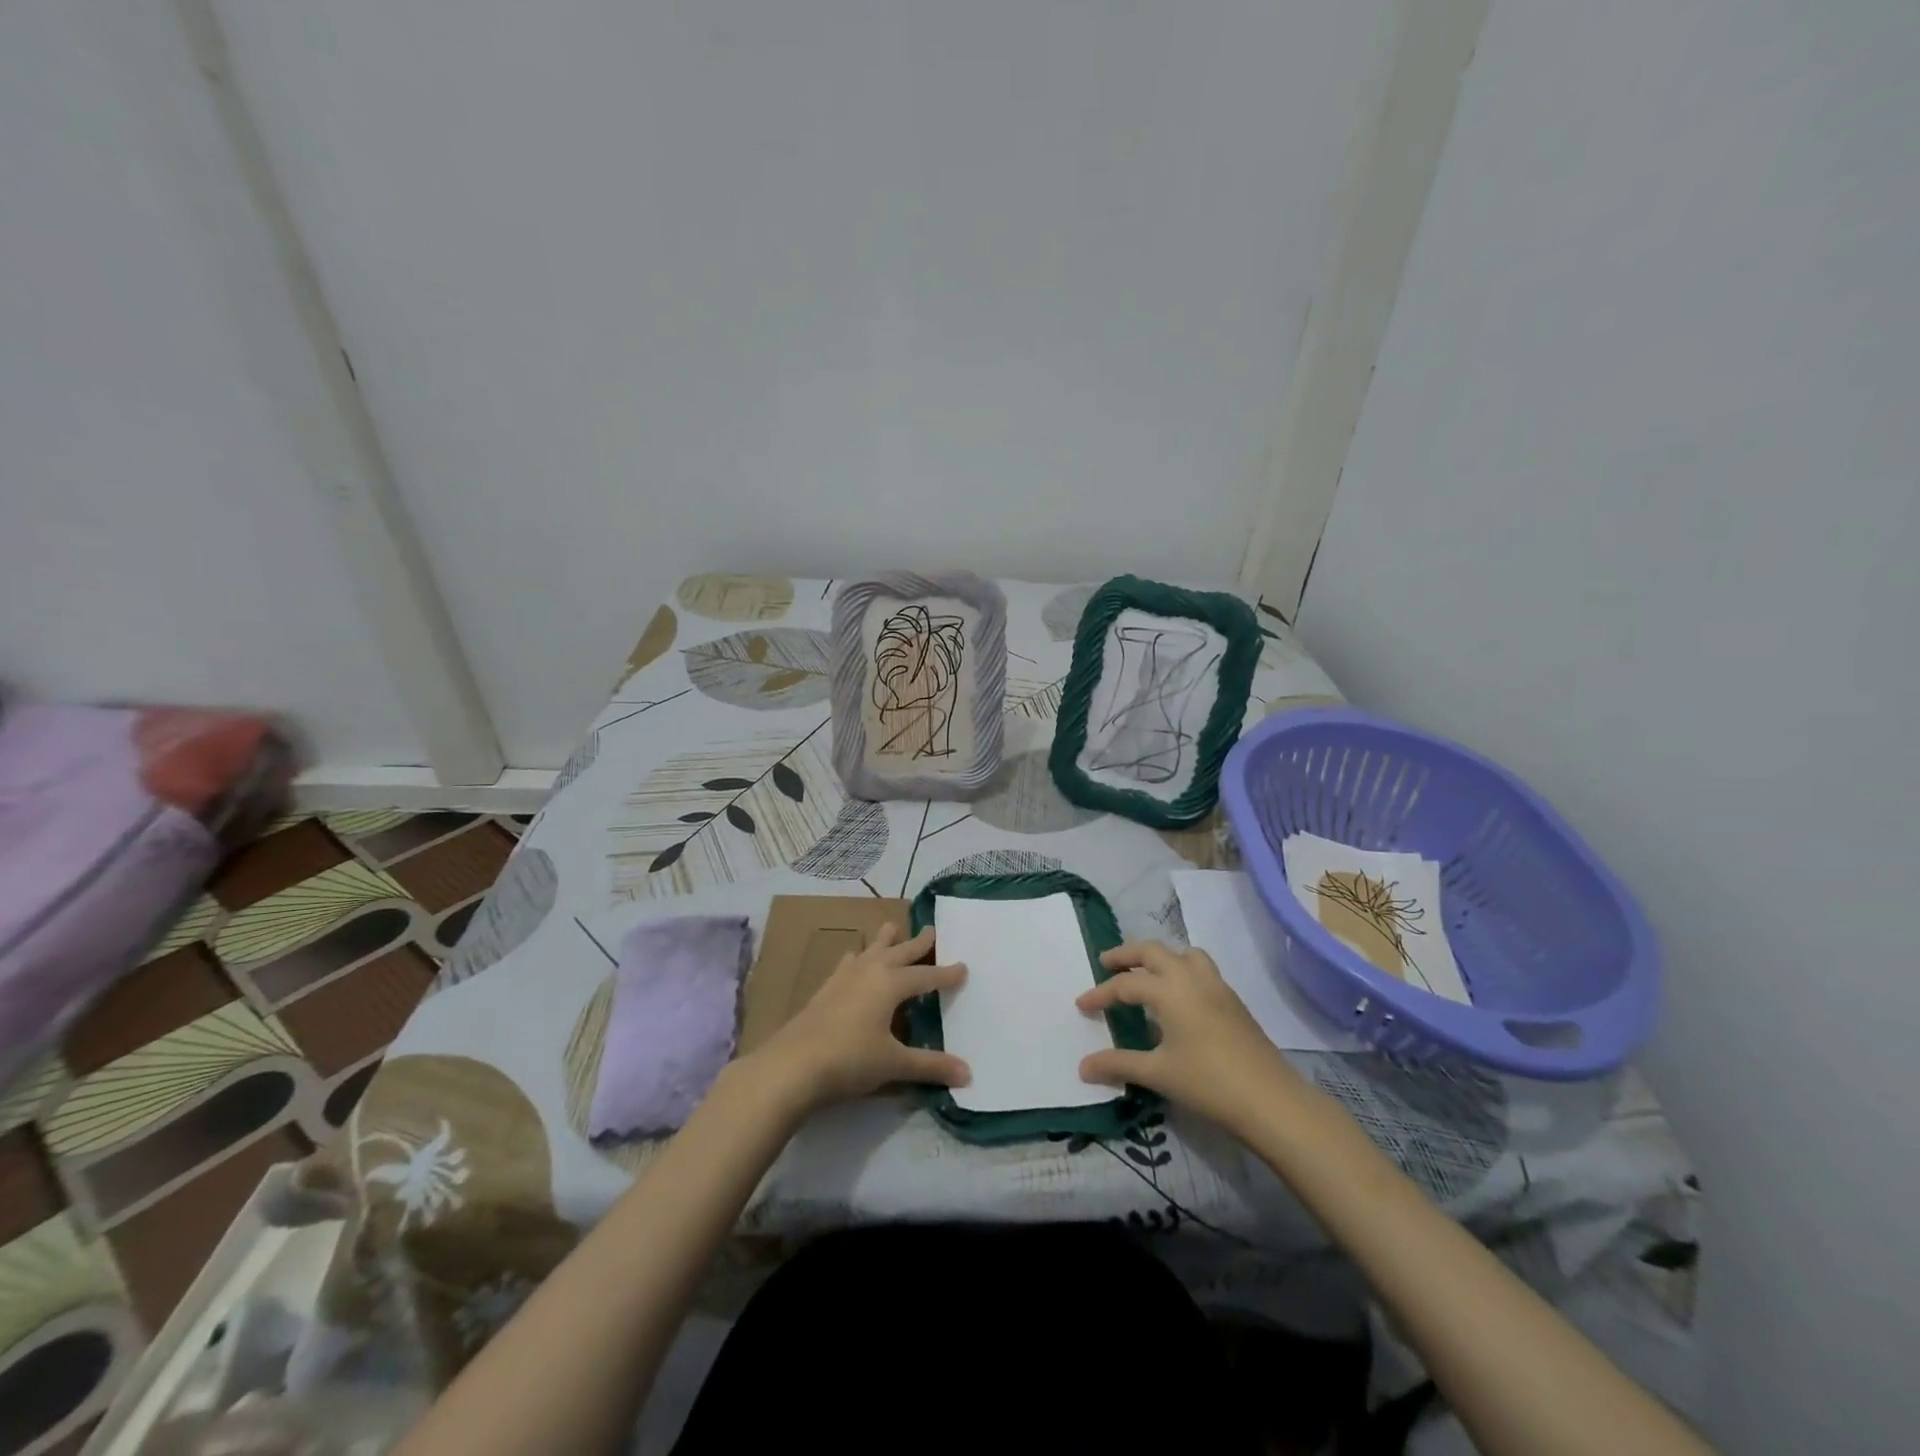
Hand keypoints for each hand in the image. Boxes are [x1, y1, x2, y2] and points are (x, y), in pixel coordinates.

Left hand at [749, 923, 969, 1111]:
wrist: (792, 1065)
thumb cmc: (850, 1060)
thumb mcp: (894, 1064)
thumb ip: (931, 1066)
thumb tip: (968, 1074)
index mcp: (891, 984)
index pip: (926, 976)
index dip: (946, 974)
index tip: (964, 967)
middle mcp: (870, 972)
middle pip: (900, 952)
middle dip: (918, 943)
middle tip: (931, 929)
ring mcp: (844, 978)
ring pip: (871, 950)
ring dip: (885, 940)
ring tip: (892, 927)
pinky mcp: (825, 989)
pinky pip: (847, 963)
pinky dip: (857, 957)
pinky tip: (853, 958)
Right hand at [1077, 941, 1301, 1131]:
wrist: (1270, 1099)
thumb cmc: (1208, 1082)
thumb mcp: (1157, 1073)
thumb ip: (1118, 1064)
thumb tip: (1083, 1066)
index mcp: (1168, 989)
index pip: (1125, 984)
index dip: (1100, 994)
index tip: (1082, 1005)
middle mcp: (1190, 977)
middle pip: (1152, 951)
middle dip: (1126, 954)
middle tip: (1106, 963)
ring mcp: (1215, 985)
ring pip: (1182, 954)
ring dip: (1159, 956)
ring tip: (1145, 972)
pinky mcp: (1232, 999)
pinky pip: (1200, 968)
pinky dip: (1181, 968)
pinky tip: (1178, 996)